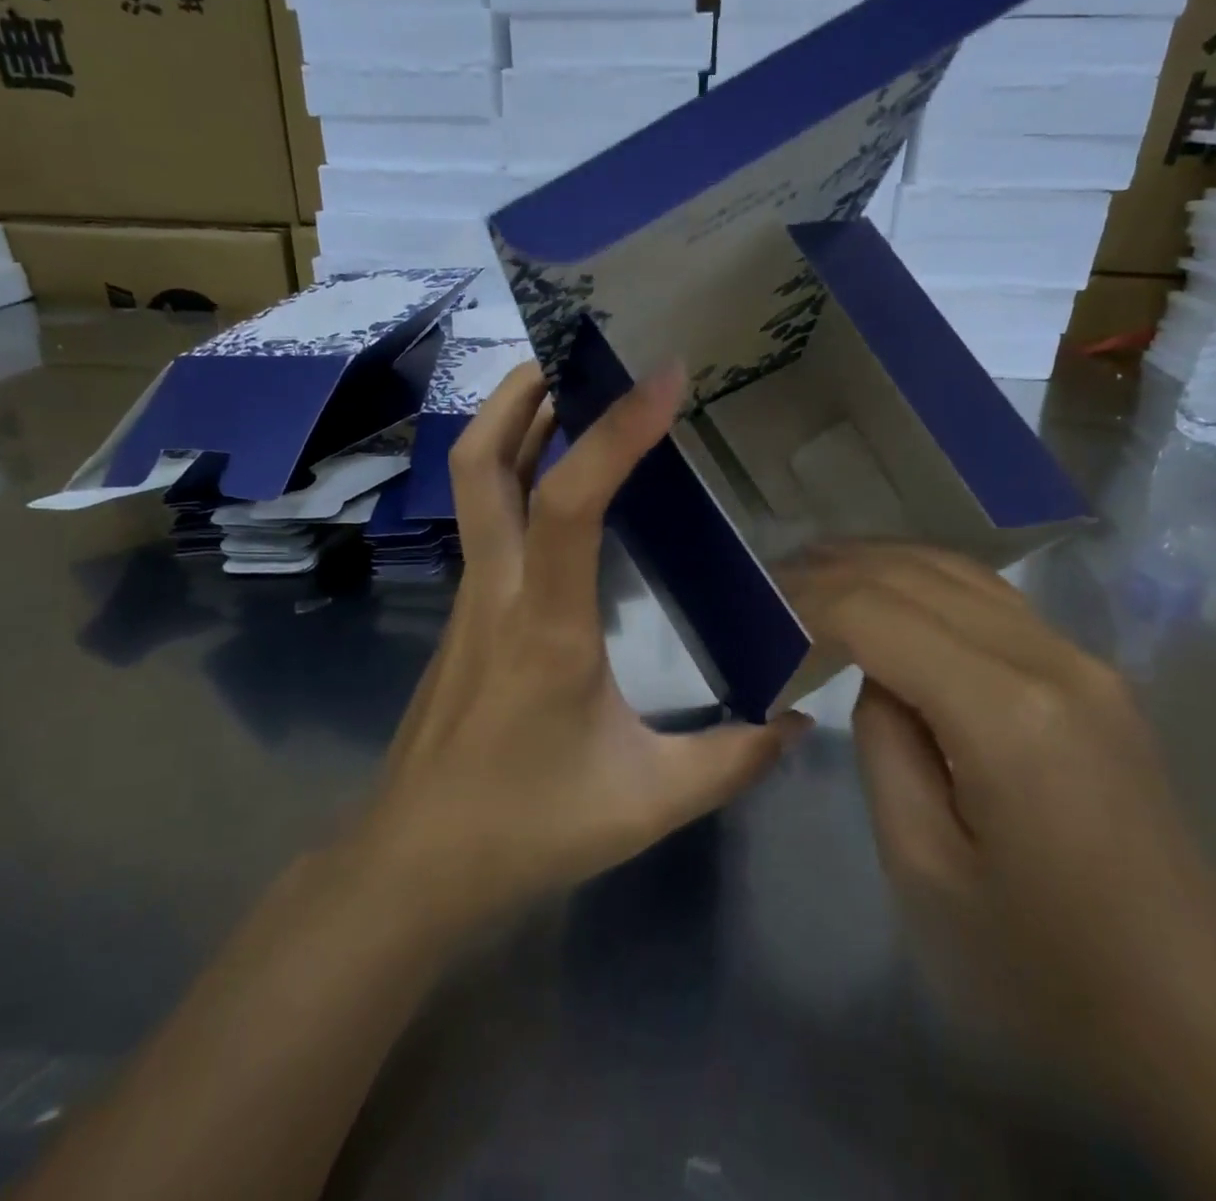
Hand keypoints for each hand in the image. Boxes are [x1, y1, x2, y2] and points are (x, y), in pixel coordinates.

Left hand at [355, 361, 810, 936]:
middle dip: (521, 392)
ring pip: (474, 484)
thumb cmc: (525, 828)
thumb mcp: (647, 801)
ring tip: (570, 389)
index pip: (571, 501)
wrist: (413, 865)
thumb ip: (732, 761)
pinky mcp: (464, 613)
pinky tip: (560, 483)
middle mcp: (497, 589)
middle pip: (480, 462)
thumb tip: (802, 722)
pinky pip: (488, 520)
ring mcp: (470, 597)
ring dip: (515, 424)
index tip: (664, 377)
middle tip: (576, 350)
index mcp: (545, 623)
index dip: (617, 432)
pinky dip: (517, 475)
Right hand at [786, 543, 1215, 1100]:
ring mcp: (1084, 661)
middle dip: (835, 567)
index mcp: (1004, 712)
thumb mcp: (924, 869)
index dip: (808, 598)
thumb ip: (884, 747)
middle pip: (918, 574)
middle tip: (770, 580)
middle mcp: (1051, 660)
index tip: (754, 607)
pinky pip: (992, 600)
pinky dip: (924, 581)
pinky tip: (890, 592)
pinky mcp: (1095, 678)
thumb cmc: (1047, 968)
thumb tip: (880, 680)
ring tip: (816, 570)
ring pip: (959, 571)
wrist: (1207, 1024)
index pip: (878, 612)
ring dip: (880, 562)